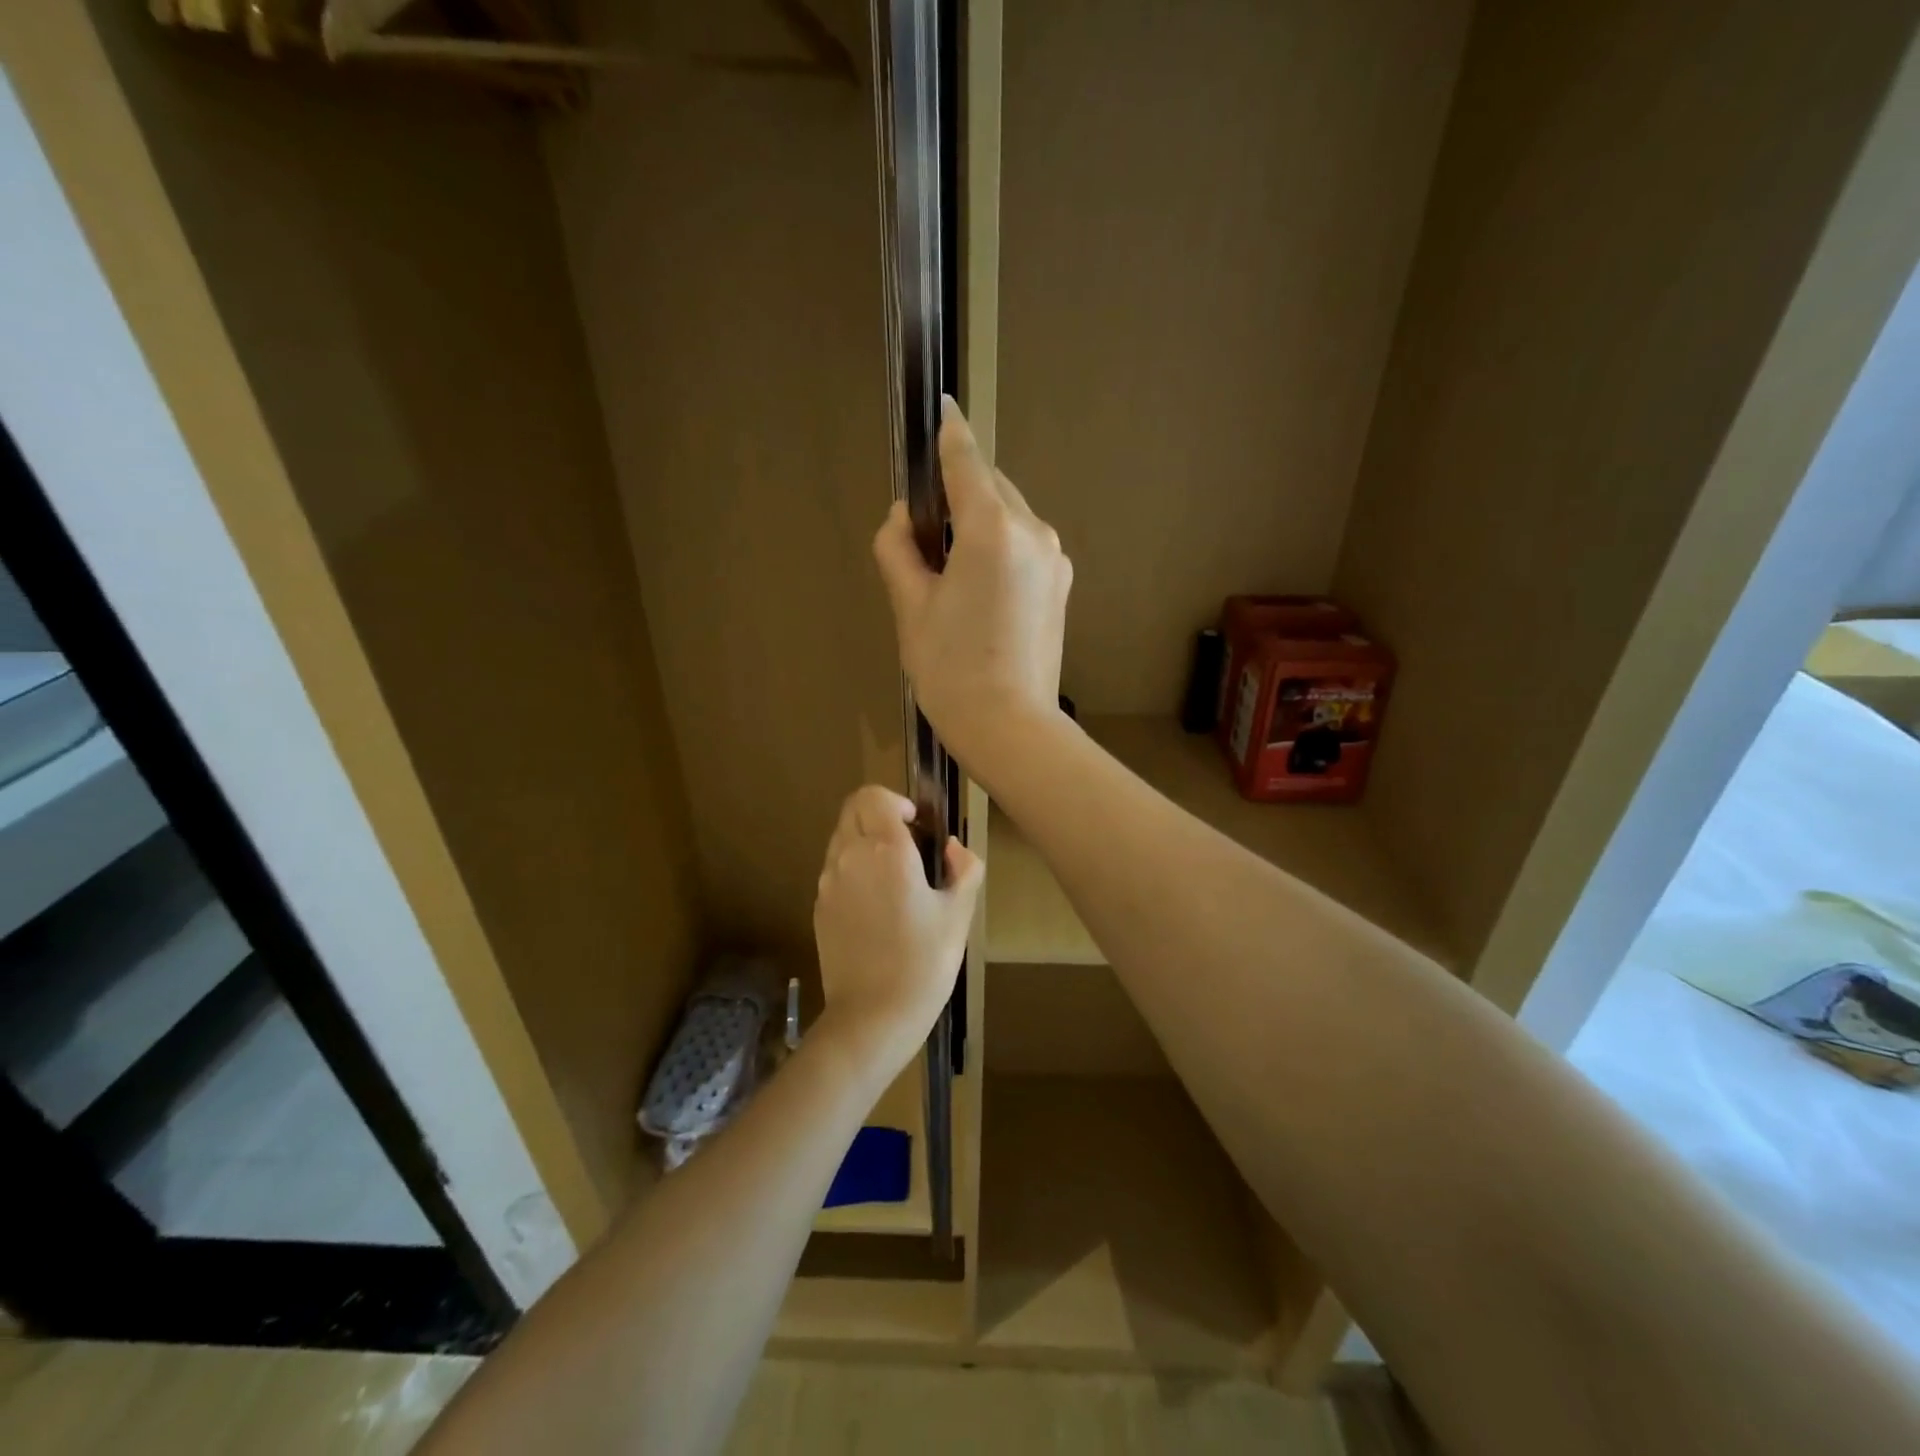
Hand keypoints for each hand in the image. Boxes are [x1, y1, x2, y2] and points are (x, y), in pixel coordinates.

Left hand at [812, 785, 982, 1075]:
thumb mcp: (959, 914)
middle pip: (852, 810)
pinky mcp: (819, 907)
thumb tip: (954, 848)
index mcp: (885, 851)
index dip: (895, 801)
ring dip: (865, 841)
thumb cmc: (923, 962)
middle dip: (879, 815)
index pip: (873, 796)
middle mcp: (849, 857)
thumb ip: (964, 868)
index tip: (916, 825)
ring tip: (894, 878)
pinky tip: (877, 906)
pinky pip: (835, 870)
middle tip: (908, 845)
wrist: (872, 1017)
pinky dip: (854, 869)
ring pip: (841, 839)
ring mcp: (828, 883)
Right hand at [872, 399, 1072, 777]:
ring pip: (1009, 516)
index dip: (949, 433)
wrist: (1010, 727)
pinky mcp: (1062, 583)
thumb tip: (904, 518)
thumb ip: (899, 549)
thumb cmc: (951, 670)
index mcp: (992, 530)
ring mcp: (1055, 558)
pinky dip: (1000, 547)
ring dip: (980, 523)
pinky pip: (1024, 545)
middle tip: (925, 539)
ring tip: (951, 573)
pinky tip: (981, 589)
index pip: (967, 462)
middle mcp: (1033, 531)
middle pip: (990, 488)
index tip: (940, 409)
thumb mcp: (911, 607)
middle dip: (958, 495)